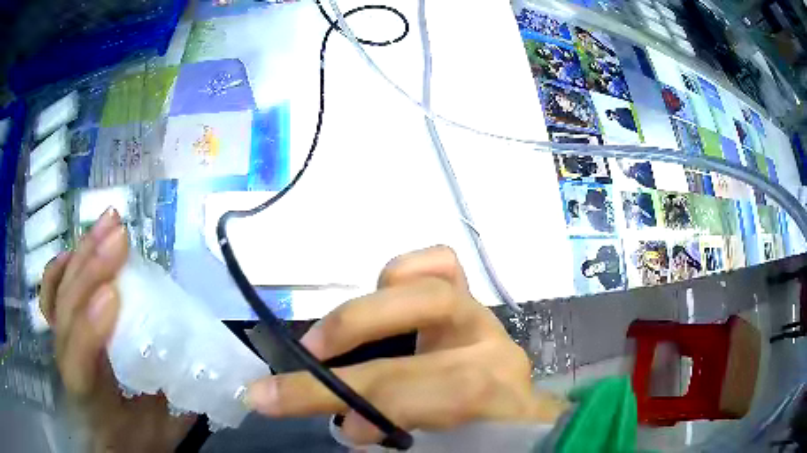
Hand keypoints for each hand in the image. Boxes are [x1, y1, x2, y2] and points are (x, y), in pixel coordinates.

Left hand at [40, 209, 194, 452]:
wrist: (114, 441)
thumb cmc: (139, 439)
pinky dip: (61, 266)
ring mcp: (61, 342)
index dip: (90, 328)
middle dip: (89, 272)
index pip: (79, 363)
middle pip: (65, 313)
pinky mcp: (63, 329)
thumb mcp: (163, 431)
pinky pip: (53, 292)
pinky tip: (79, 244)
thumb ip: (176, 401)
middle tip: (120, 237)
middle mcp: (67, 365)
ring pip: (60, 294)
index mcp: (92, 400)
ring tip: (107, 224)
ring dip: (81, 256)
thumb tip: (202, 363)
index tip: (116, 295)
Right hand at [246, 246, 566, 444]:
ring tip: (329, 338)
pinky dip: (402, 271)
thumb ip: (393, 431)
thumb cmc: (476, 440)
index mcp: (498, 395)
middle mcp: (495, 346)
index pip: (431, 389)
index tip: (316, 418)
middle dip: (350, 337)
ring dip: (370, 306)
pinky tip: (376, 297)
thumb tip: (347, 419)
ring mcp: (483, 318)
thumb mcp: (439, 448)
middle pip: (428, 320)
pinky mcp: (471, 301)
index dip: (366, 400)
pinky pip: (442, 265)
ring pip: (433, 282)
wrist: (510, 421)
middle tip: (301, 359)